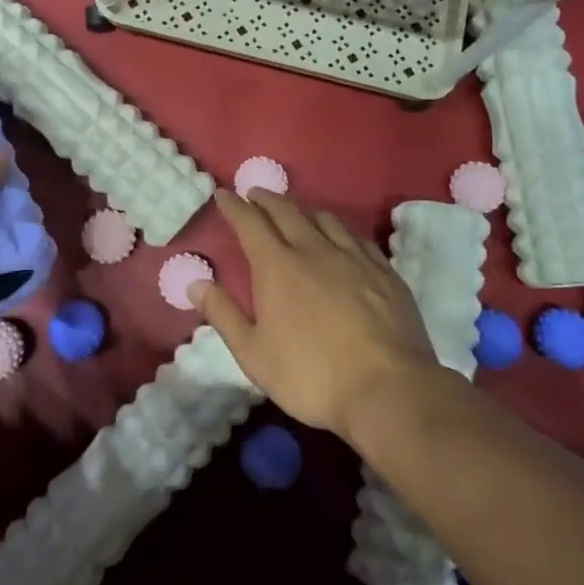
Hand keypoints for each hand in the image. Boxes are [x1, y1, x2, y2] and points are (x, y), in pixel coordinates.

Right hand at [190, 189, 437, 437]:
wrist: (387, 390)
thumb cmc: (310, 375)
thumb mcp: (253, 353)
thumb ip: (222, 314)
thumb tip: (195, 282)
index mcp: (277, 267)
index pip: (250, 223)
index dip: (234, 206)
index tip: (223, 194)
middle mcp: (314, 250)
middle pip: (287, 211)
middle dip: (267, 199)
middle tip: (256, 194)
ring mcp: (354, 258)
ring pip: (325, 219)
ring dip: (304, 210)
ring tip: (296, 212)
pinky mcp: (385, 272)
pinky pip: (357, 237)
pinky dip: (339, 230)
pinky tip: (341, 239)